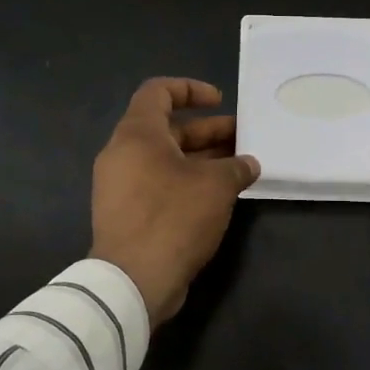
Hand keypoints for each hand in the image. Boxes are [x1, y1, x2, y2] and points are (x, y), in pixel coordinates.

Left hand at [91, 78, 260, 325]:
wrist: (133, 280)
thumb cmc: (173, 217)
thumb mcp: (216, 186)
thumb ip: (236, 168)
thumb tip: (249, 164)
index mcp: (137, 134)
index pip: (158, 91)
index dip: (191, 89)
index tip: (220, 101)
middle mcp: (123, 154)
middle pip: (167, 129)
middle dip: (207, 131)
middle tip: (243, 139)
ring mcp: (121, 186)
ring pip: (165, 160)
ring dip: (201, 159)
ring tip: (238, 168)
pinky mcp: (126, 213)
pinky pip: (159, 184)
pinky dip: (187, 182)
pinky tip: (218, 196)